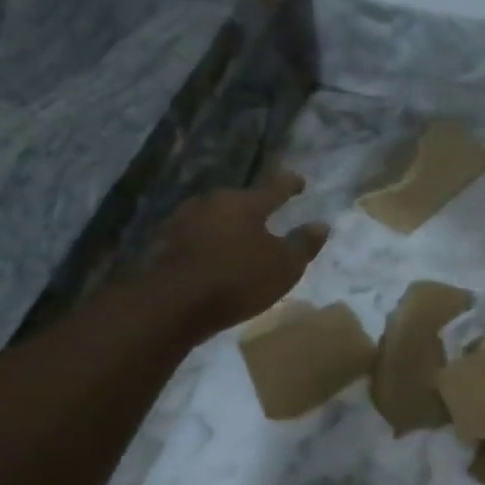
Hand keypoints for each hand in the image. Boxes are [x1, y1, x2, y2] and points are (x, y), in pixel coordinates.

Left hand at [136, 170, 328, 335]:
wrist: (173, 303)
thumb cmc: (237, 279)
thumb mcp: (284, 266)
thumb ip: (304, 244)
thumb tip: (321, 225)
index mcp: (244, 203)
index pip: (273, 188)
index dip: (289, 184)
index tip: (299, 181)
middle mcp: (212, 203)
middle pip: (238, 201)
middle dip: (252, 207)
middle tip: (265, 216)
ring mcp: (183, 221)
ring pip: (213, 218)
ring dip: (226, 226)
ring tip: (238, 239)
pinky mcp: (164, 244)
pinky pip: (194, 238)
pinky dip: (206, 244)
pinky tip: (210, 257)